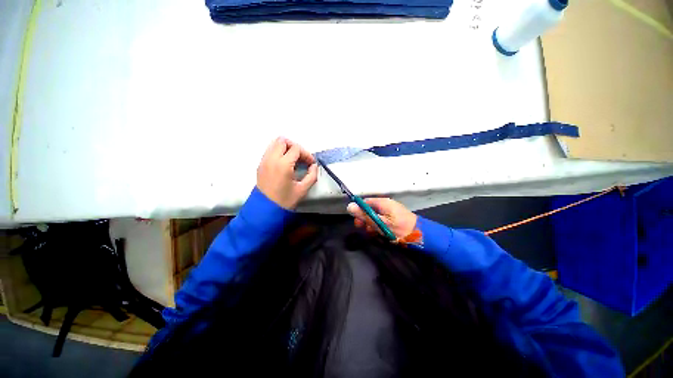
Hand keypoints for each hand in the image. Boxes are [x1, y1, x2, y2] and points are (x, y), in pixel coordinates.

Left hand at [257, 137, 317, 209]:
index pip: (296, 148)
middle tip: (300, 158)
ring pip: (274, 143)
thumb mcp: (302, 190)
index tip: (310, 163)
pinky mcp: (260, 165)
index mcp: (283, 164)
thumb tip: (313, 166)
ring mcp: (264, 161)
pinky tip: (283, 164)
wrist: (265, 209)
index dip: (306, 154)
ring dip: (284, 148)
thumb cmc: (285, 201)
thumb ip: (311, 176)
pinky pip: (269, 151)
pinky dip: (277, 152)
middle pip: (283, 141)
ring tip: (291, 159)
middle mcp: (272, 158)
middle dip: (294, 146)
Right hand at [347, 198, 417, 238]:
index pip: (365, 202)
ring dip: (373, 226)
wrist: (418, 235)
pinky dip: (380, 228)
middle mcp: (386, 205)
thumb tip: (349, 206)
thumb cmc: (399, 228)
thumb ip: (365, 216)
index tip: (357, 223)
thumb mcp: (380, 223)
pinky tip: (382, 235)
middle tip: (366, 231)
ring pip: (376, 218)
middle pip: (370, 210)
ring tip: (376, 235)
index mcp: (383, 203)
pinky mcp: (395, 219)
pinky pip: (383, 222)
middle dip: (366, 221)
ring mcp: (391, 212)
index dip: (359, 211)